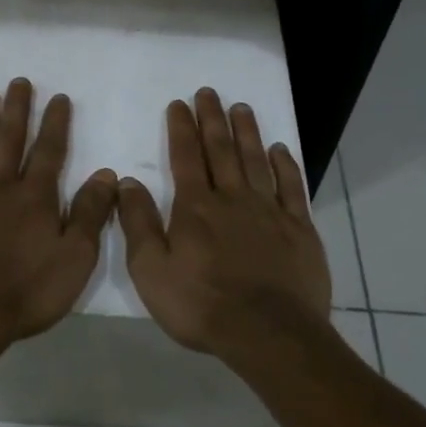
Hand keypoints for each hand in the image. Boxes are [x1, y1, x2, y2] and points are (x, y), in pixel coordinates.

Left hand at [0, 78, 118, 355]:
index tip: (58, 97)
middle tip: (19, 81)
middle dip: (17, 109)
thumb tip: (106, 174)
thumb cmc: (25, 292)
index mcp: (34, 197)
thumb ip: (91, 215)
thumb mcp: (75, 260)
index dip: (56, 123)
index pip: (49, 151)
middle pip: (9, 139)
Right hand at [116, 89, 331, 358]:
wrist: (268, 333)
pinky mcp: (299, 228)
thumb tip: (126, 182)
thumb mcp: (151, 271)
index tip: (179, 104)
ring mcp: (269, 211)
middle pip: (221, 150)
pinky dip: (285, 165)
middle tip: (209, 92)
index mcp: (195, 208)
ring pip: (256, 161)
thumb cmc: (202, 305)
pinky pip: (291, 187)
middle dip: (212, 119)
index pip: (185, 157)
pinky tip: (280, 150)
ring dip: (247, 132)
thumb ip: (138, 224)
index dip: (181, 128)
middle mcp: (233, 198)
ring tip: (241, 108)